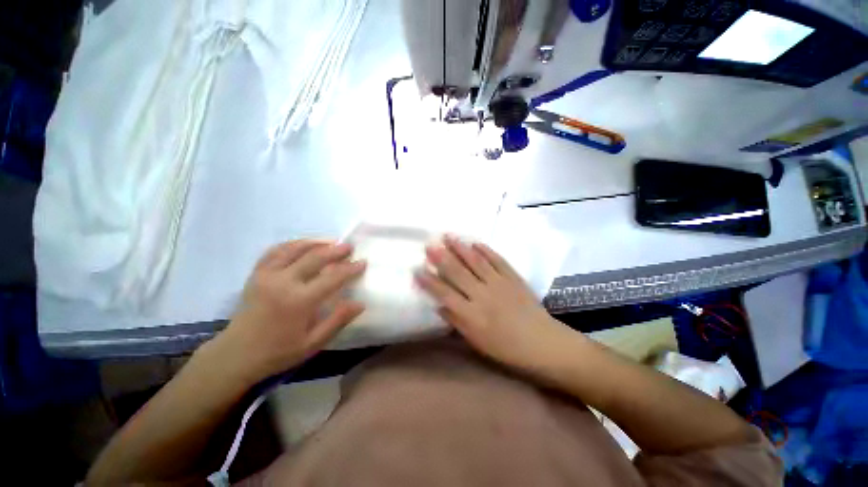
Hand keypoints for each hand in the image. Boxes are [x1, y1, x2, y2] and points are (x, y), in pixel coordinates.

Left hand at [217, 240, 365, 381]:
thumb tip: (360, 303)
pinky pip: (275, 251)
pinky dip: (291, 244)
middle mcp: (283, 282)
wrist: (236, 355)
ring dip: (315, 242)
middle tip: (349, 246)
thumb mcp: (313, 343)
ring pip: (294, 249)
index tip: (362, 262)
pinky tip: (303, 245)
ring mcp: (267, 275)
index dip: (350, 268)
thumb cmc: (278, 351)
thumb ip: (338, 320)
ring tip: (330, 242)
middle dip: (335, 250)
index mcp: (299, 301)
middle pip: (315, 257)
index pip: (332, 278)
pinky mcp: (256, 274)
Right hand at [415, 235, 568, 370]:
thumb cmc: (507, 349)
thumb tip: (439, 305)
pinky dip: (486, 250)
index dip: (429, 281)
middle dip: (441, 258)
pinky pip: (497, 260)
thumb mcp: (477, 342)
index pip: (444, 294)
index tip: (417, 269)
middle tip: (430, 244)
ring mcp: (499, 283)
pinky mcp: (513, 277)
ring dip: (460, 248)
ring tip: (448, 236)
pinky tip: (475, 242)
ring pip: (476, 262)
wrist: (543, 344)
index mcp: (472, 315)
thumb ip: (457, 321)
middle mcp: (482, 295)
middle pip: (458, 273)